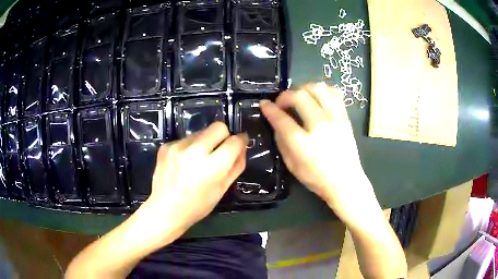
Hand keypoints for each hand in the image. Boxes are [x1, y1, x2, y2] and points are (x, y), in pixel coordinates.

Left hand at [144, 122, 247, 232]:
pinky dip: (189, 148)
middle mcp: (194, 152)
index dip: (241, 140)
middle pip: (218, 127)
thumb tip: (242, 146)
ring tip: (198, 161)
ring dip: (205, 142)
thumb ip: (236, 166)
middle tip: (219, 150)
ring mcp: (177, 147)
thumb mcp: (222, 189)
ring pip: (201, 132)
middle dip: (224, 135)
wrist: (165, 210)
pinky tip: (183, 163)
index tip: (241, 142)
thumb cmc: (197, 206)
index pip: (234, 141)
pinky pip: (186, 139)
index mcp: (212, 167)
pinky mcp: (166, 146)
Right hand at [260, 83, 379, 223]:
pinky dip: (322, 91)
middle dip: (285, 96)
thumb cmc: (317, 178)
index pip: (282, 119)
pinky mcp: (345, 117)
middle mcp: (320, 126)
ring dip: (304, 89)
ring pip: (318, 88)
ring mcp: (335, 119)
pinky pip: (334, 93)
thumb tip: (277, 122)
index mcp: (304, 144)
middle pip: (299, 96)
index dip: (269, 109)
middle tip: (282, 104)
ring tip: (300, 98)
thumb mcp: (292, 166)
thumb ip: (281, 141)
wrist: (346, 181)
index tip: (263, 104)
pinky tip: (316, 99)